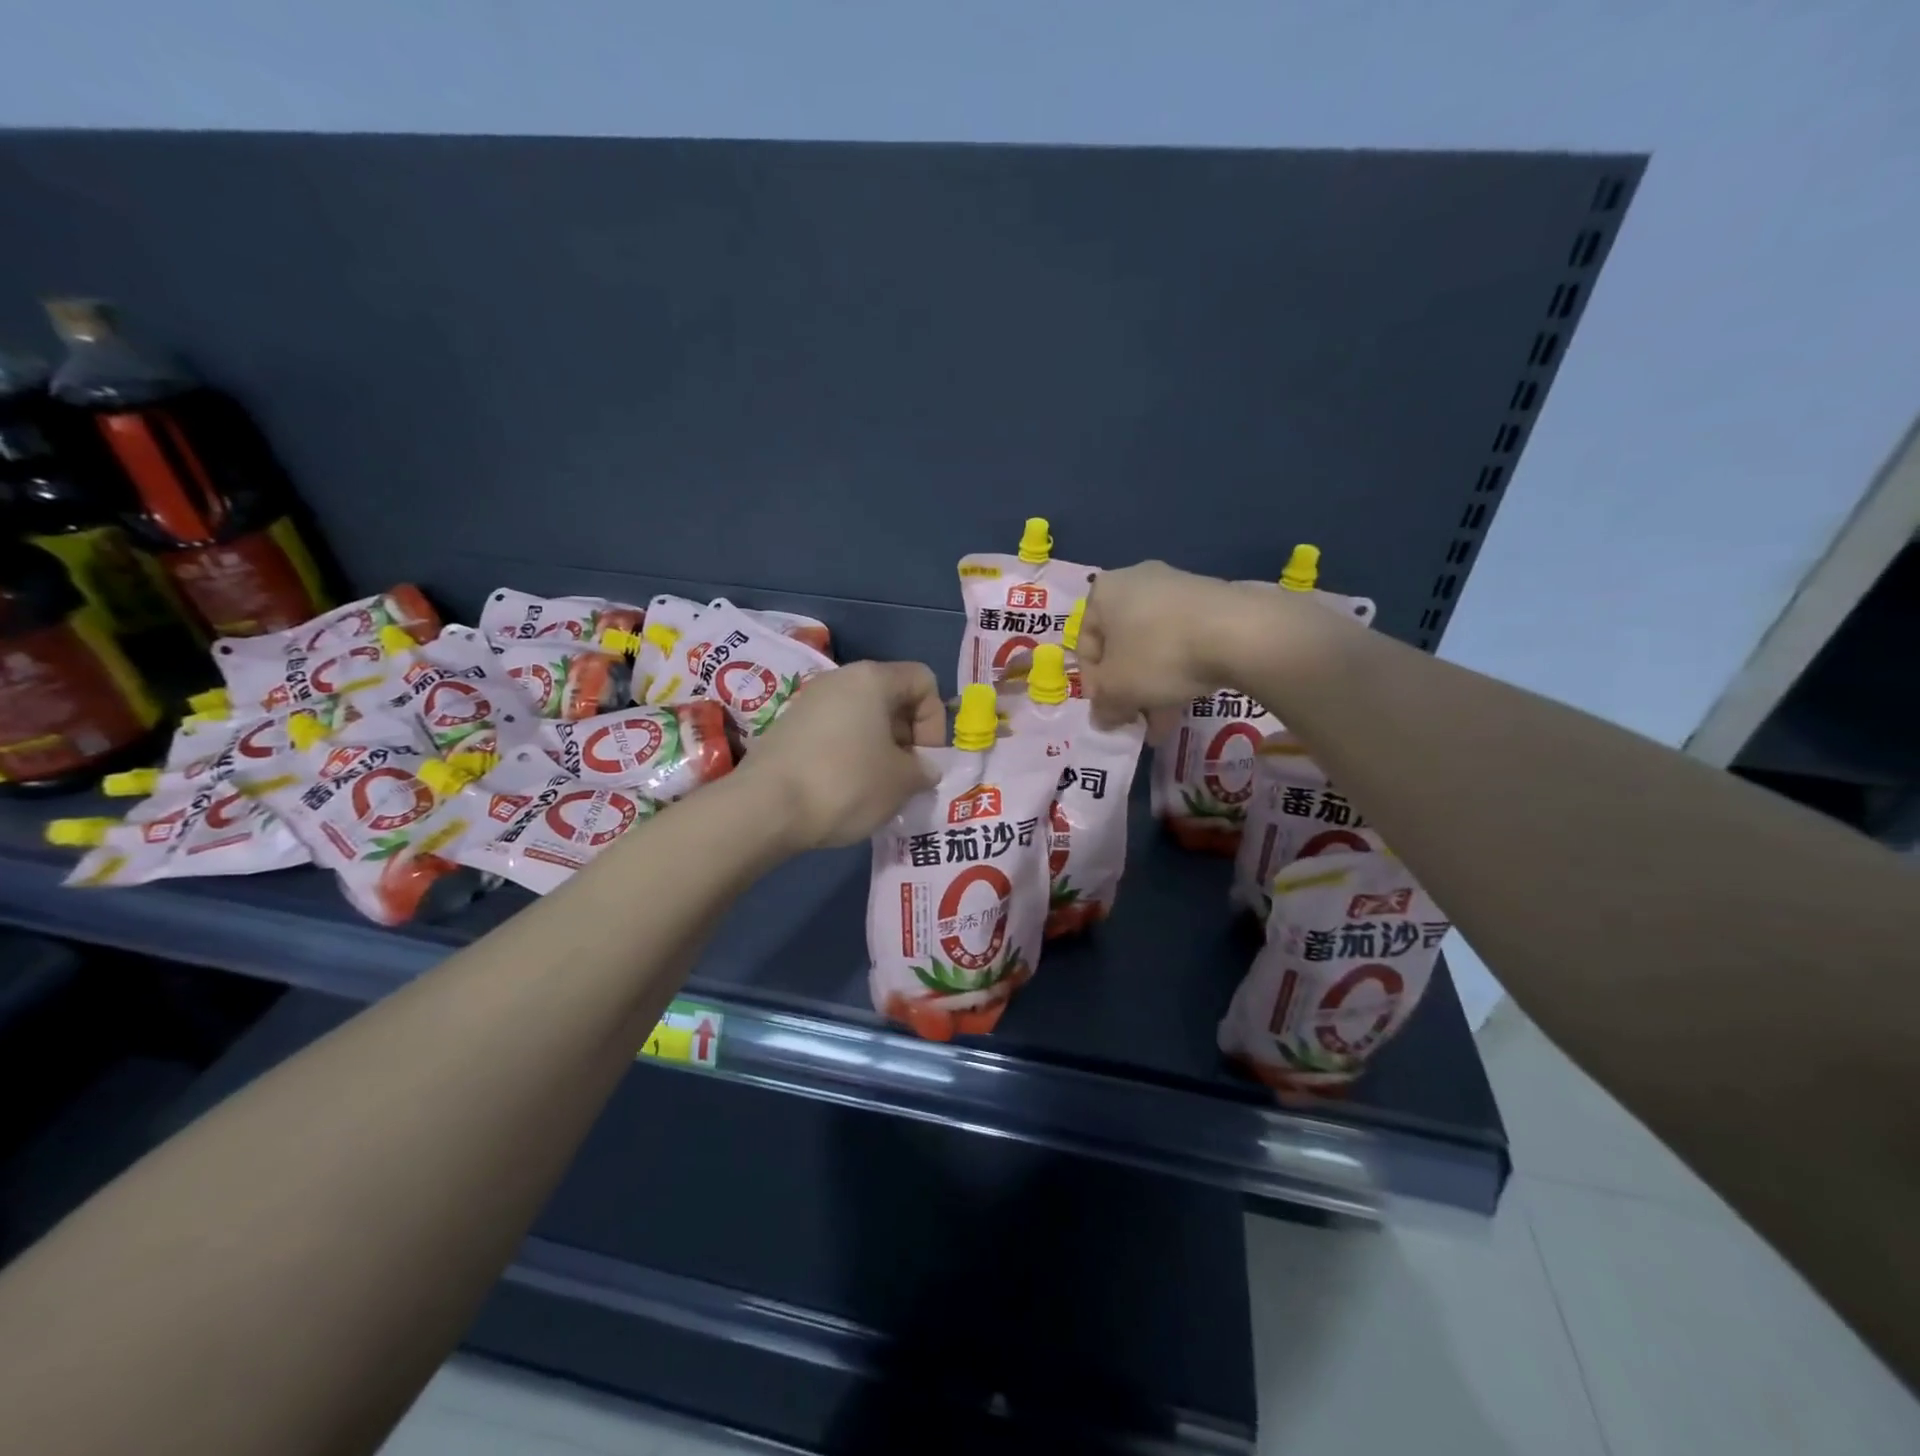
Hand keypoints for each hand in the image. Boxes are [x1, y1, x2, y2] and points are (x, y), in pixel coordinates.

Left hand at [745, 661, 945, 850]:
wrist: (766, 808)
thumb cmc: (846, 784)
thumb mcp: (902, 781)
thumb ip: (924, 769)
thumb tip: (923, 768)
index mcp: (872, 678)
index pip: (923, 680)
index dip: (935, 720)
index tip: (925, 760)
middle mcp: (839, 679)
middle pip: (892, 697)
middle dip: (908, 737)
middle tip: (906, 778)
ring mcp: (809, 702)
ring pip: (862, 717)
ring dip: (879, 749)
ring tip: (878, 788)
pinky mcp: (788, 728)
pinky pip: (835, 733)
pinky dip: (849, 755)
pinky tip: (845, 789)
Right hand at [1078, 561, 1249, 728]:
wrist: (1238, 631)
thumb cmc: (1158, 654)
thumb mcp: (1118, 689)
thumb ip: (1103, 705)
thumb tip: (1101, 718)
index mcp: (1104, 592)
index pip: (1085, 644)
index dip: (1093, 684)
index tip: (1107, 711)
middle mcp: (1137, 581)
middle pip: (1122, 646)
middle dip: (1127, 688)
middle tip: (1134, 720)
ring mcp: (1177, 587)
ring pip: (1154, 646)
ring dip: (1153, 686)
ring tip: (1163, 724)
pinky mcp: (1211, 600)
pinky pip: (1184, 640)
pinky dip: (1180, 670)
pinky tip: (1187, 702)